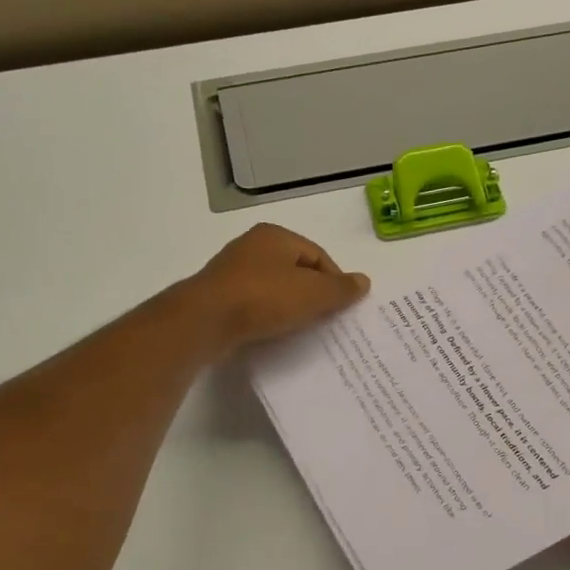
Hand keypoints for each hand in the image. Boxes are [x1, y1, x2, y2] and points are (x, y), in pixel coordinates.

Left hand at [182, 223, 369, 355]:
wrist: (205, 321)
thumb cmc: (264, 298)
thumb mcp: (312, 294)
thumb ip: (341, 289)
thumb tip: (364, 282)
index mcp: (276, 236)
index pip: (318, 255)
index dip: (335, 281)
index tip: (343, 307)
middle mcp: (252, 247)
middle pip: (296, 271)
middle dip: (313, 294)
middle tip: (326, 320)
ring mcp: (232, 272)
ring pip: (274, 288)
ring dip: (290, 307)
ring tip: (302, 329)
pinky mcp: (219, 297)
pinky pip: (254, 305)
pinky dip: (268, 317)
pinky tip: (274, 333)